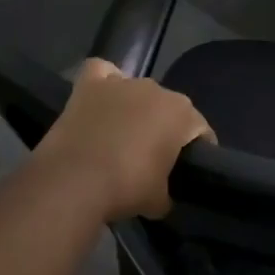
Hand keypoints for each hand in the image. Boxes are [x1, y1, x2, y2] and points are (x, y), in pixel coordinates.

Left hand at [34, 59, 213, 221]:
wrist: (74, 182)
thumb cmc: (127, 187)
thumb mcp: (160, 201)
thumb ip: (168, 191)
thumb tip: (161, 195)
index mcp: (182, 113)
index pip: (200, 130)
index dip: (197, 151)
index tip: (187, 170)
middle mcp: (156, 89)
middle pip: (168, 108)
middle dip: (164, 129)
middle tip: (153, 158)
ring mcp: (121, 83)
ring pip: (137, 90)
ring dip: (135, 109)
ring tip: (122, 135)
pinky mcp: (88, 85)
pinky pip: (102, 73)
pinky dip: (104, 84)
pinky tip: (101, 100)